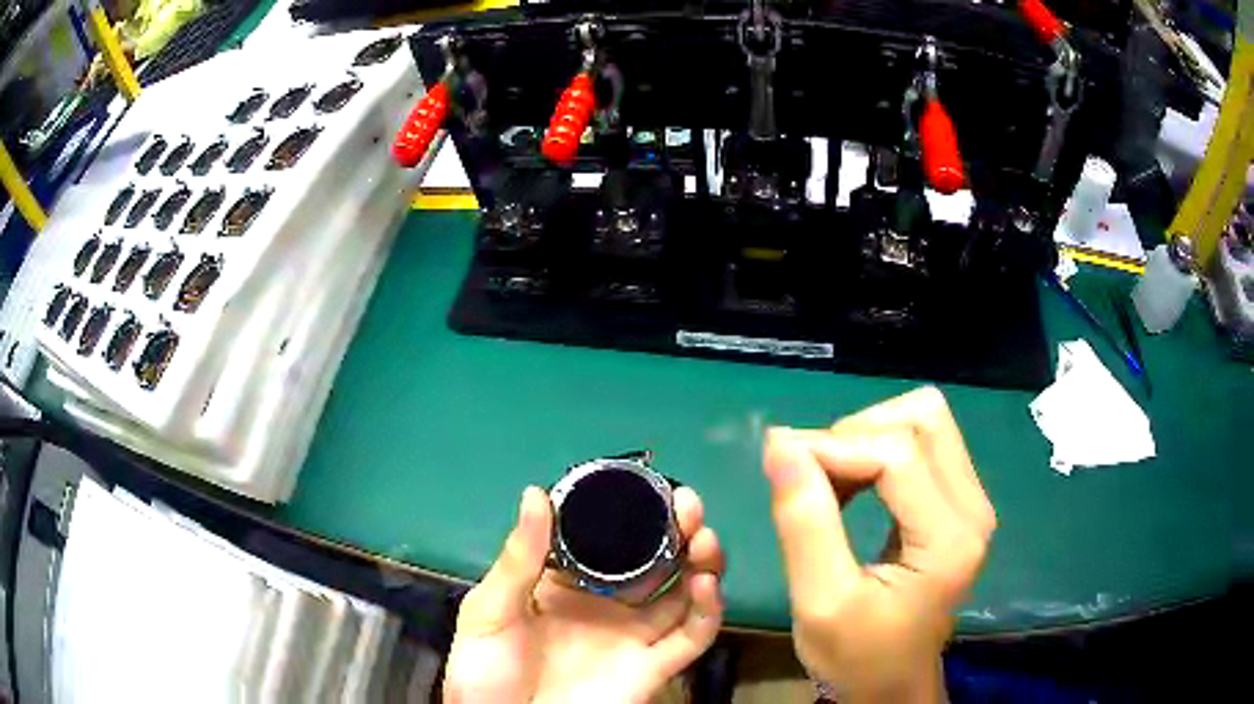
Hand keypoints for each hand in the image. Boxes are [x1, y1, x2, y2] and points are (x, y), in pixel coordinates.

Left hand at [443, 486, 724, 703]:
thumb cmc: (485, 672)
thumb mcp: (490, 612)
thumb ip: (518, 559)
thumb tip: (536, 493)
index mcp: (565, 586)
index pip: (608, 541)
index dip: (633, 513)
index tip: (649, 486)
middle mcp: (606, 606)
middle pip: (656, 562)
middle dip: (678, 530)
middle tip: (688, 504)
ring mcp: (632, 638)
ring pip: (683, 594)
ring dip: (703, 562)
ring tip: (704, 536)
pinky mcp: (651, 669)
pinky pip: (691, 638)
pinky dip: (709, 611)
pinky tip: (706, 584)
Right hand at [763, 387, 996, 702]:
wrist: (893, 684)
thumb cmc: (855, 656)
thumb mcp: (819, 601)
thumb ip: (803, 522)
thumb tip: (780, 445)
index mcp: (949, 538)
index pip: (897, 454)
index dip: (833, 446)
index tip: (778, 460)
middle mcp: (973, 507)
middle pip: (922, 419)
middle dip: (856, 433)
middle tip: (810, 474)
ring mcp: (972, 501)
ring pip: (925, 421)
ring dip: (869, 436)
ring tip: (829, 479)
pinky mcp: (960, 502)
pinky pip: (924, 444)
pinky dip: (879, 449)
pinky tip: (851, 484)